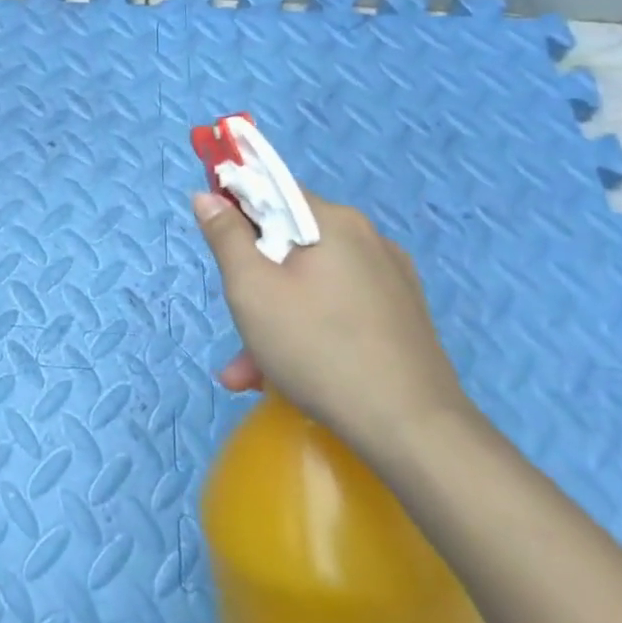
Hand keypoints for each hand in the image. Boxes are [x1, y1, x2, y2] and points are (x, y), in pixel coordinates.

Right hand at [192, 189, 472, 465]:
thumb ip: (226, 237)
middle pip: (291, 245)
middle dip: (254, 282)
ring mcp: (391, 281)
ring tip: (250, 373)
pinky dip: (308, 332)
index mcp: (334, 222)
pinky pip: (338, 310)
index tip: (219, 246)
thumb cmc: (318, 348)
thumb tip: (208, 195)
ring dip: (275, 319)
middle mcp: (368, 240)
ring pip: (311, 285)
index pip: (274, 191)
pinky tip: (287, 378)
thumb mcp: (251, 289)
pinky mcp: (402, 318)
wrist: (413, 430)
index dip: (238, 210)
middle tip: (235, 326)